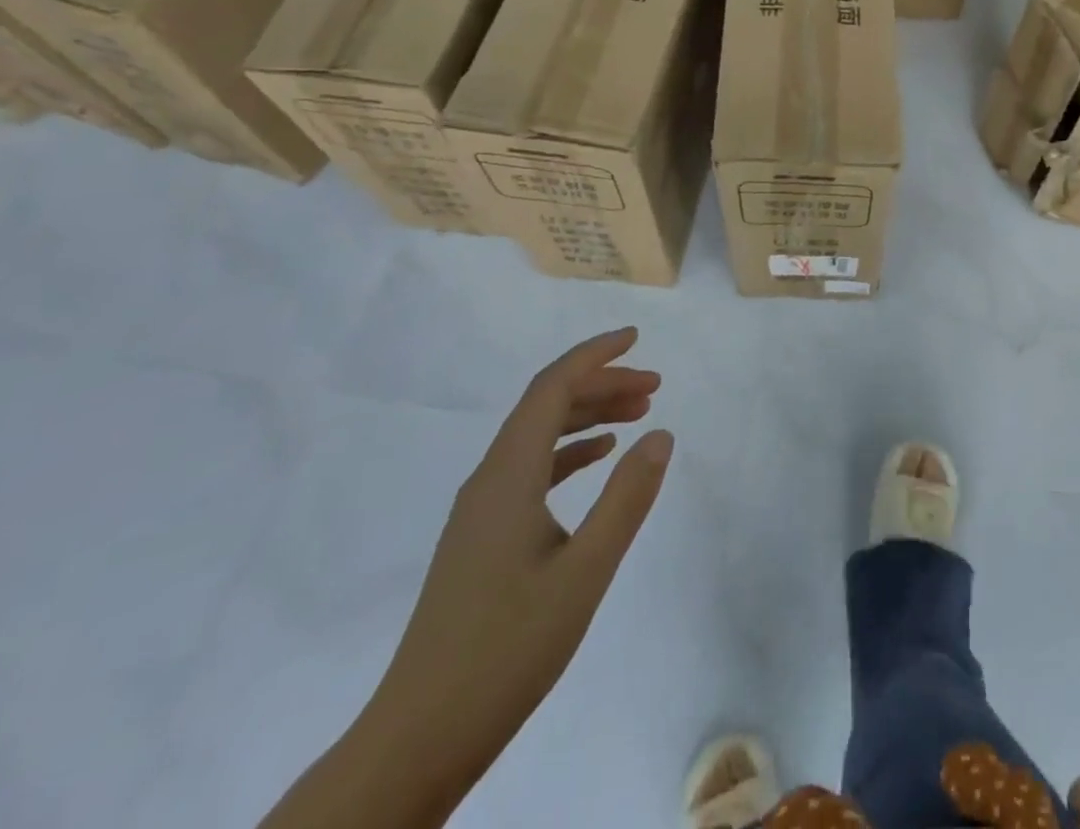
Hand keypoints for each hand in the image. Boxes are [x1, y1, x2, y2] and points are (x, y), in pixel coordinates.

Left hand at [262, 328, 669, 828]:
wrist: (418, 739)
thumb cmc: (507, 650)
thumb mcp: (584, 572)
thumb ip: (626, 498)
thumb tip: (662, 434)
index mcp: (507, 476)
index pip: (551, 388)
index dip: (594, 356)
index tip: (638, 339)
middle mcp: (489, 480)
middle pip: (546, 406)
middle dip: (601, 384)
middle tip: (655, 387)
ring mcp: (481, 510)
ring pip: (538, 437)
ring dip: (588, 416)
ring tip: (638, 415)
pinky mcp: (482, 537)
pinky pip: (531, 469)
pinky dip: (570, 452)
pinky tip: (598, 459)